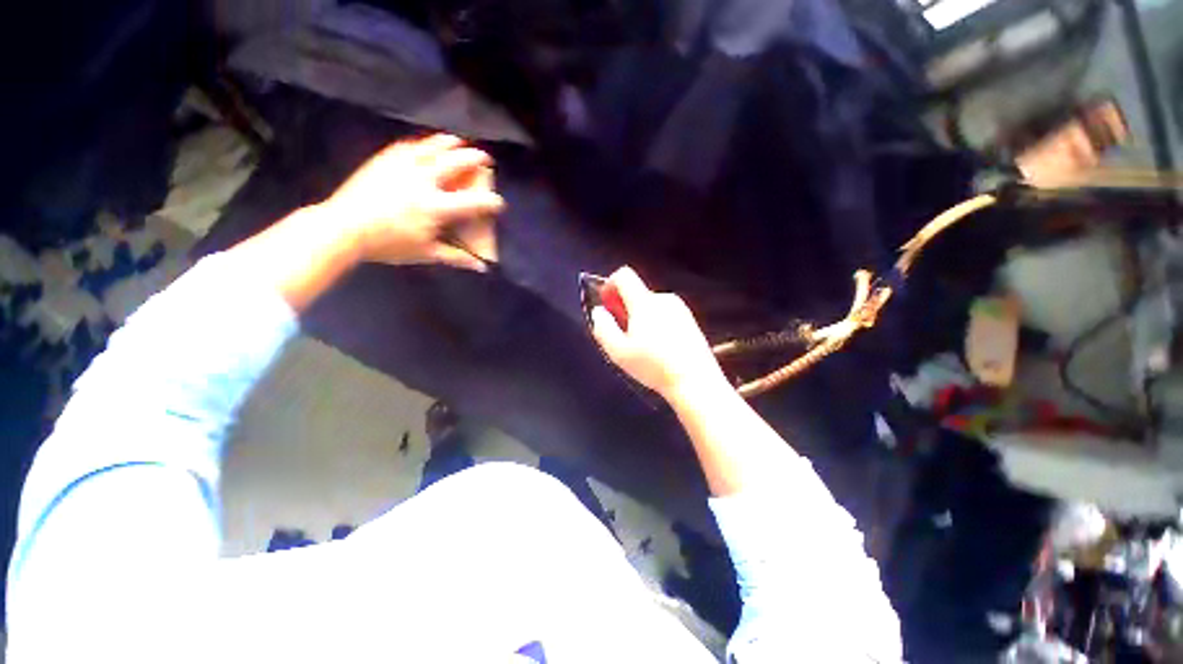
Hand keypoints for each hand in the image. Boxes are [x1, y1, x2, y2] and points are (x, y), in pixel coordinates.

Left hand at [325, 134, 504, 270]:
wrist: (343, 227)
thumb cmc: (388, 244)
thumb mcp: (427, 253)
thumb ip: (456, 257)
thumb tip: (481, 267)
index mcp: (435, 206)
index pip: (472, 202)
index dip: (491, 202)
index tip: (499, 203)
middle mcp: (423, 180)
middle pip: (455, 162)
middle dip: (475, 158)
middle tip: (485, 158)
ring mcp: (403, 166)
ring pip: (432, 147)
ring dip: (450, 143)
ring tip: (460, 141)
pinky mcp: (385, 160)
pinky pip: (409, 146)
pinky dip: (423, 144)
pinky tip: (426, 145)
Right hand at [591, 267, 727, 401]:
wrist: (694, 381)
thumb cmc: (653, 366)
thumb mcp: (618, 352)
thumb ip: (603, 327)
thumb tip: (599, 311)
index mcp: (645, 302)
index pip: (624, 275)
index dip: (610, 284)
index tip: (606, 304)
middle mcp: (664, 299)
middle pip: (637, 293)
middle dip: (625, 308)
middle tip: (622, 333)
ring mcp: (680, 308)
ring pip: (651, 305)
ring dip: (641, 317)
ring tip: (642, 344)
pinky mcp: (690, 320)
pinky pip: (665, 313)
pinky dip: (656, 323)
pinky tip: (659, 347)